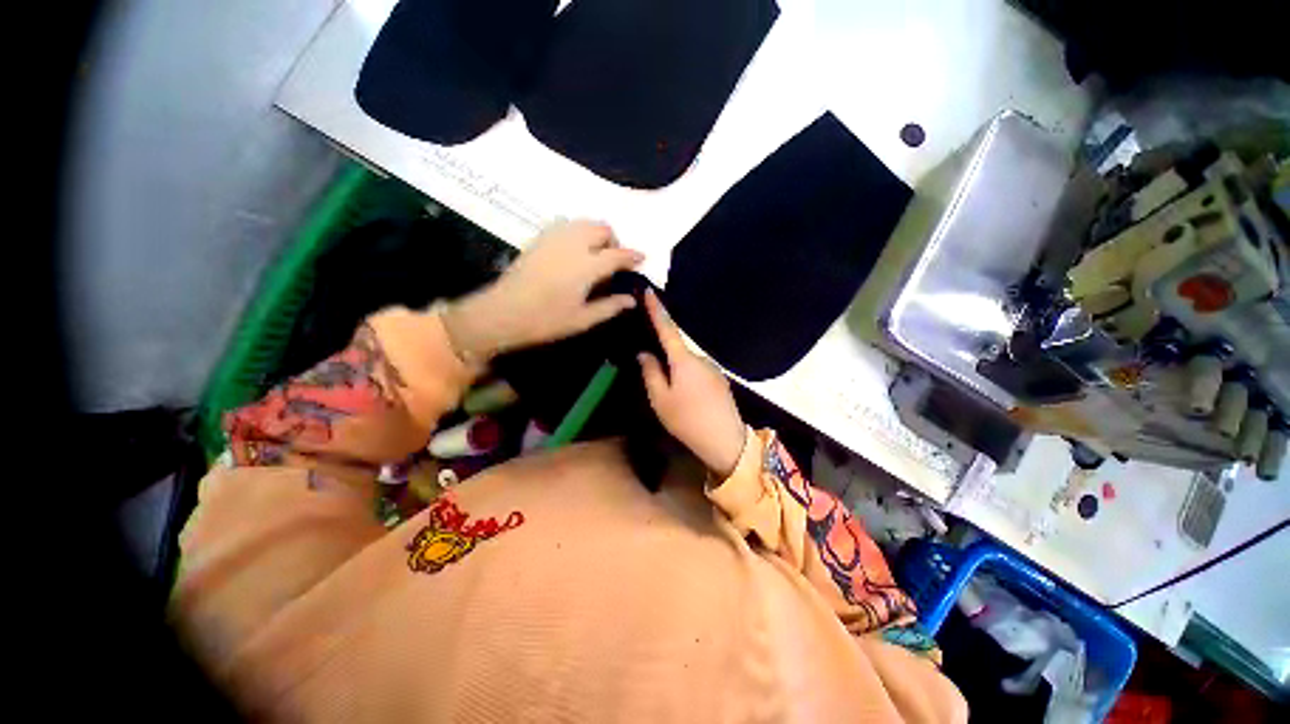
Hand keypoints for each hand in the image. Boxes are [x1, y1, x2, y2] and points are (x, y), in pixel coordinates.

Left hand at [443, 220, 643, 360]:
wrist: (502, 312)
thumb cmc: (546, 321)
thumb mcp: (583, 319)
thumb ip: (610, 307)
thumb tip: (632, 300)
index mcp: (587, 266)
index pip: (617, 255)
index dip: (632, 256)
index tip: (641, 258)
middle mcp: (573, 244)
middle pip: (601, 228)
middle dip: (613, 240)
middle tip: (614, 260)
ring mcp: (554, 238)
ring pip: (583, 222)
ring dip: (596, 233)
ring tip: (595, 253)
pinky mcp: (539, 238)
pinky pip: (565, 224)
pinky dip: (578, 231)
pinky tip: (574, 250)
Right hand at [638, 290, 747, 476]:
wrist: (726, 441)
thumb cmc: (687, 420)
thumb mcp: (660, 400)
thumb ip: (650, 373)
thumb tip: (644, 353)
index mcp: (683, 360)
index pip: (667, 329)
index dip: (657, 310)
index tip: (649, 291)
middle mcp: (701, 358)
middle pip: (676, 351)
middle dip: (665, 359)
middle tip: (656, 381)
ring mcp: (713, 369)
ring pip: (687, 365)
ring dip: (677, 374)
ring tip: (673, 398)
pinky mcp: (720, 381)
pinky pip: (698, 373)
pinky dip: (689, 380)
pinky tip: (688, 400)